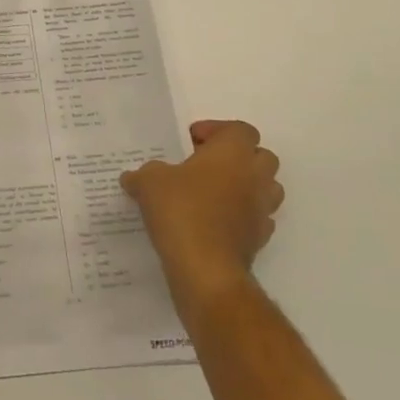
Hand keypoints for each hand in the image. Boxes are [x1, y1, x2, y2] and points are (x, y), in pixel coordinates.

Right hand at [122, 119, 282, 315]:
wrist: (206, 269)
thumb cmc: (181, 210)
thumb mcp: (149, 182)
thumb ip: (144, 174)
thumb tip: (133, 178)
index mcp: (232, 152)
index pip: (240, 129)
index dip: (217, 131)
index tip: (191, 142)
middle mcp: (254, 176)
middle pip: (261, 156)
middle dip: (237, 157)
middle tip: (205, 165)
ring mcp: (262, 209)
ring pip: (266, 188)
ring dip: (245, 186)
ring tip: (213, 194)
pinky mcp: (260, 239)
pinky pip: (257, 218)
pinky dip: (242, 216)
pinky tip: (215, 223)